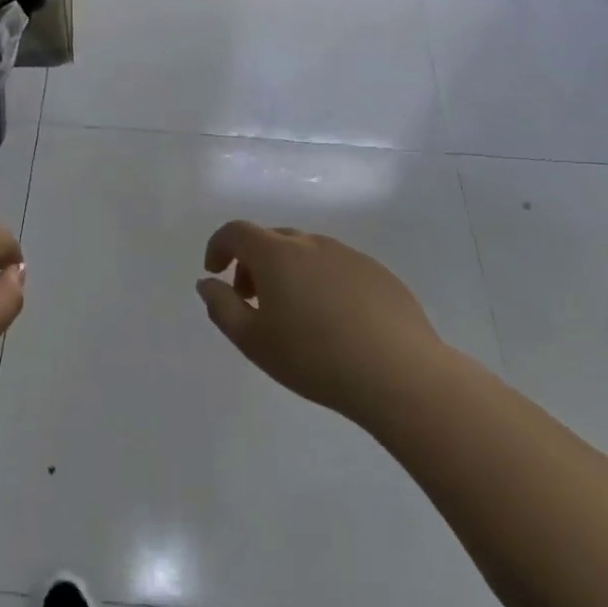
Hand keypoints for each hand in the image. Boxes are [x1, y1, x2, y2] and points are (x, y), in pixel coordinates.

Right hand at [197, 221, 449, 426]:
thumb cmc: (313, 358)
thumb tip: (208, 283)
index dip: (219, 246)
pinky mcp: (379, 273)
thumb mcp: (252, 340)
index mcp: (277, 254)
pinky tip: (334, 321)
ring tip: (294, 314)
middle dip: (253, 263)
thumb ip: (221, 306)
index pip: (237, 232)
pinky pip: (337, 267)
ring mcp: (350, 256)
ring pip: (307, 252)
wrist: (399, 374)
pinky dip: (322, 282)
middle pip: (272, 239)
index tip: (215, 272)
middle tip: (252, 300)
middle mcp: (312, 244)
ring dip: (288, 271)